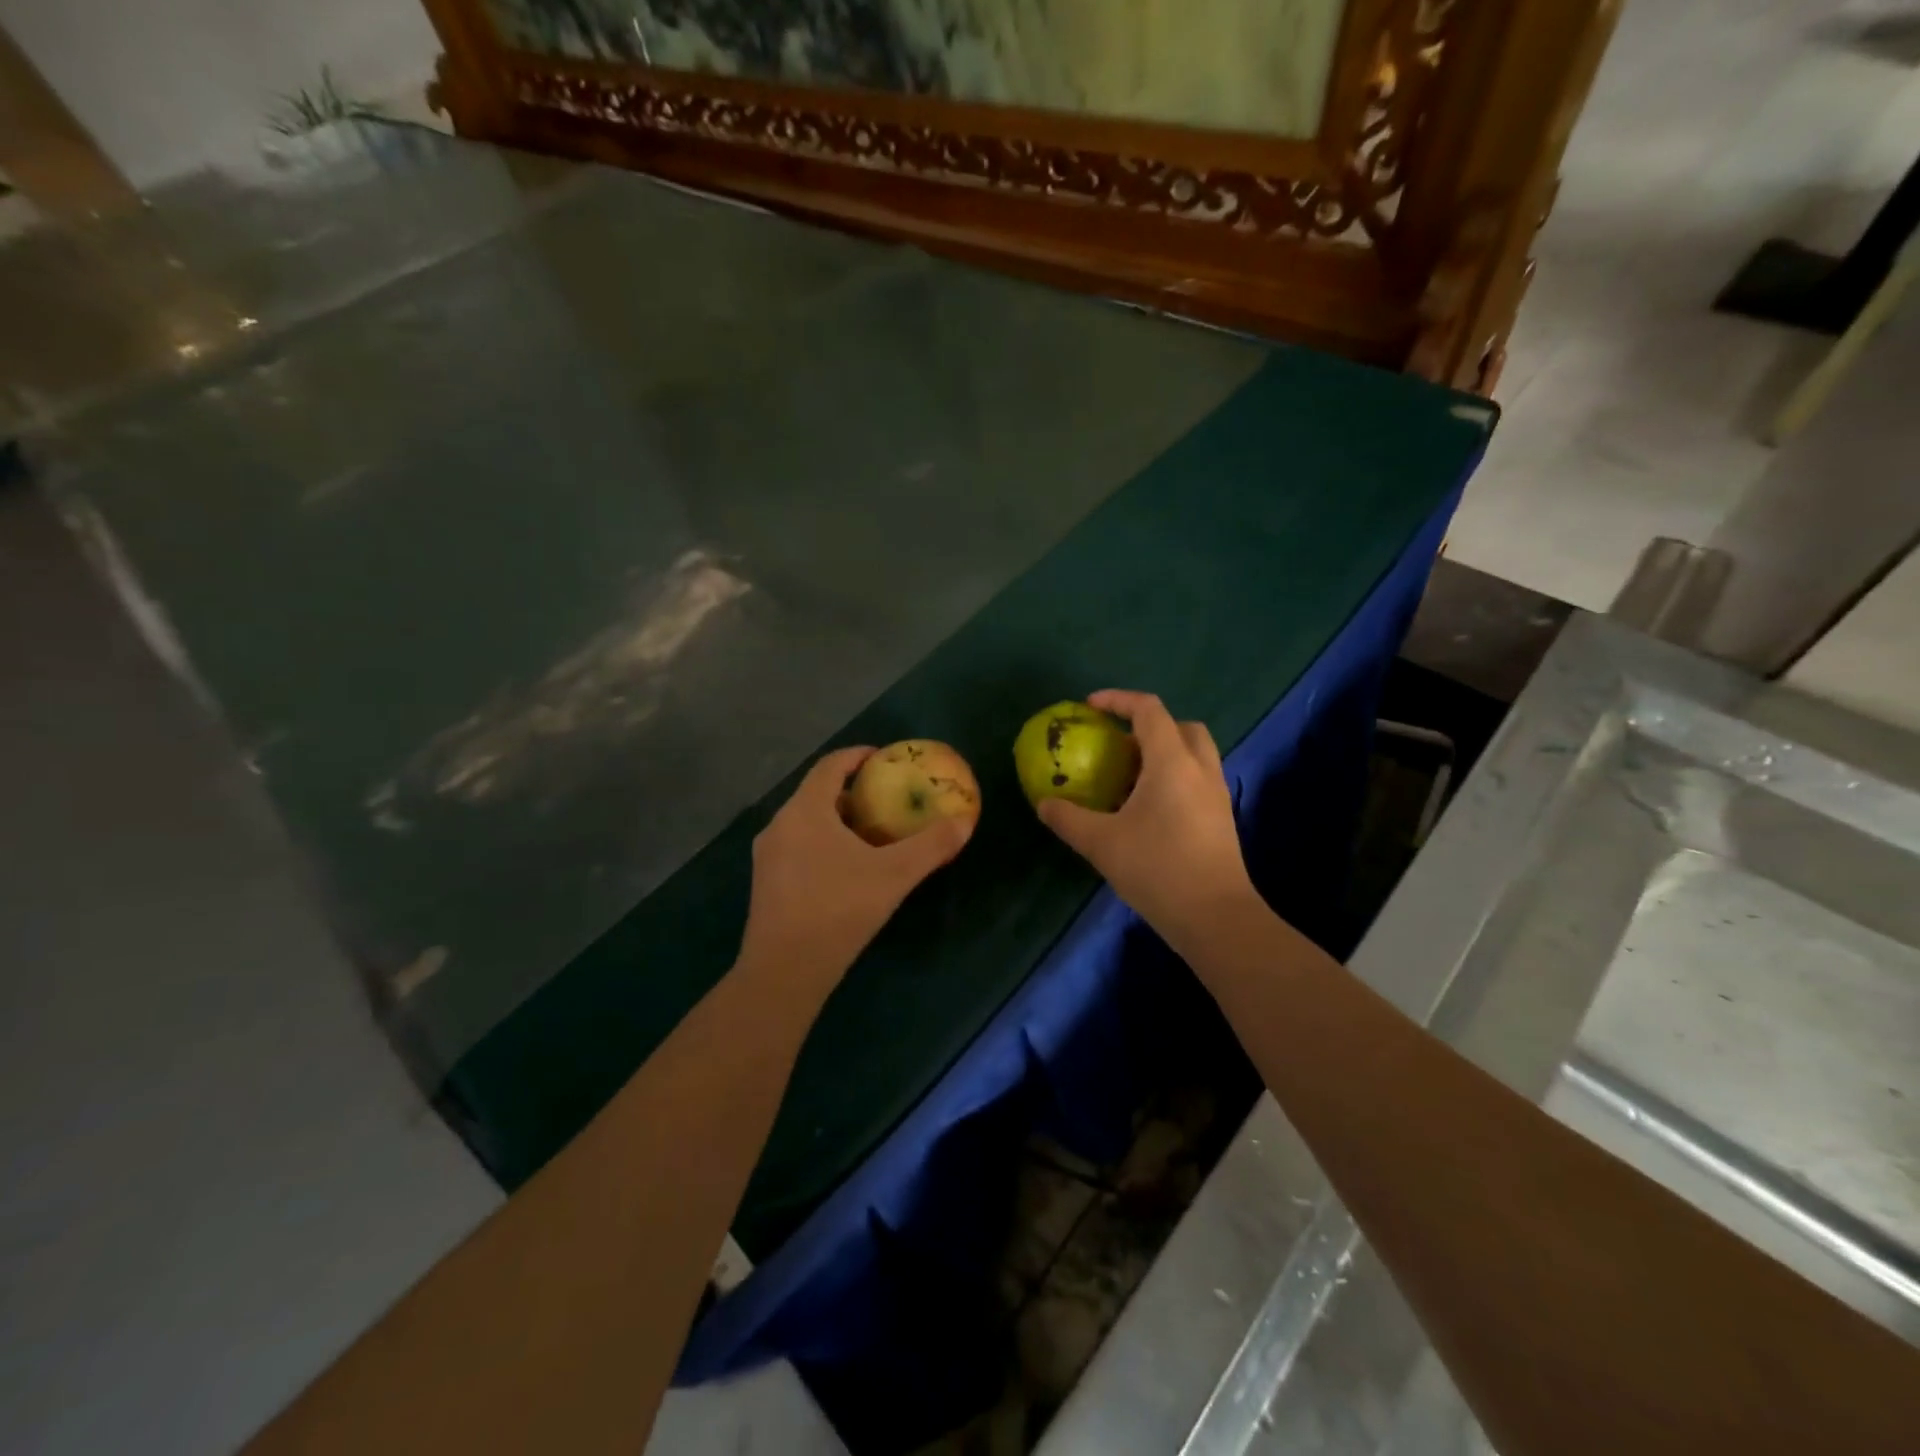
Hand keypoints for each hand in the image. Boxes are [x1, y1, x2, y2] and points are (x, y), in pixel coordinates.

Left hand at [737, 746, 972, 999]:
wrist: (784, 971)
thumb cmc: (838, 909)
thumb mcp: (894, 876)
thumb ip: (930, 846)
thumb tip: (964, 823)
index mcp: (805, 811)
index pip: (829, 765)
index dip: (856, 756)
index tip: (882, 757)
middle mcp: (779, 824)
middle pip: (816, 793)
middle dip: (851, 791)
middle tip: (884, 799)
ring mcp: (768, 855)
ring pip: (805, 822)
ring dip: (836, 820)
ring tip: (869, 834)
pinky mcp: (765, 883)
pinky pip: (797, 846)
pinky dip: (822, 843)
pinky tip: (845, 869)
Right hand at [1037, 691, 1254, 949]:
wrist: (1216, 917)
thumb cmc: (1157, 869)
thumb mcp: (1101, 843)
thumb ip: (1068, 818)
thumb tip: (1044, 804)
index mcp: (1172, 762)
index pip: (1148, 710)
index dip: (1118, 700)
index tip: (1090, 707)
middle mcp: (1200, 769)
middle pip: (1181, 726)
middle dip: (1148, 725)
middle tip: (1117, 744)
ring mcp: (1216, 794)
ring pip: (1193, 754)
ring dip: (1163, 753)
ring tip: (1129, 777)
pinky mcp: (1221, 819)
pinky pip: (1197, 780)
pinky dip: (1173, 778)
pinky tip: (1147, 809)